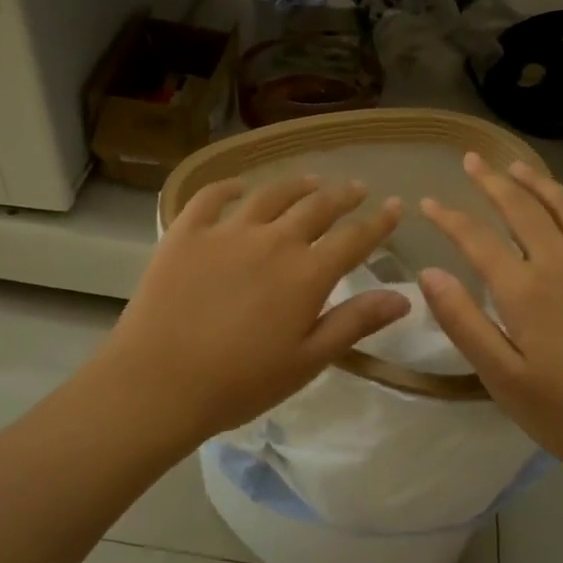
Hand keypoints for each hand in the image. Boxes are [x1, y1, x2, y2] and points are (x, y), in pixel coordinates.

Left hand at [92, 176, 407, 447]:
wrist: (159, 381)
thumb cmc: (239, 382)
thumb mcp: (307, 361)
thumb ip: (354, 323)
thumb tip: (403, 298)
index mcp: (307, 274)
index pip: (354, 239)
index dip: (379, 222)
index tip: (395, 207)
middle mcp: (273, 241)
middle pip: (316, 207)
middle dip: (342, 196)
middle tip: (356, 187)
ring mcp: (227, 231)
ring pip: (270, 195)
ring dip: (296, 184)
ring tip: (310, 180)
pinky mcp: (186, 232)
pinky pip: (212, 197)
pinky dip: (230, 187)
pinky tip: (240, 187)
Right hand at [417, 155, 562, 487]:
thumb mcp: (502, 378)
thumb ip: (463, 322)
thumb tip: (428, 273)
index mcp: (525, 289)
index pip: (477, 239)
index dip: (449, 218)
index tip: (427, 202)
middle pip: (523, 210)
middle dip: (493, 182)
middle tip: (474, 160)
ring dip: (542, 184)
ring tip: (520, 167)